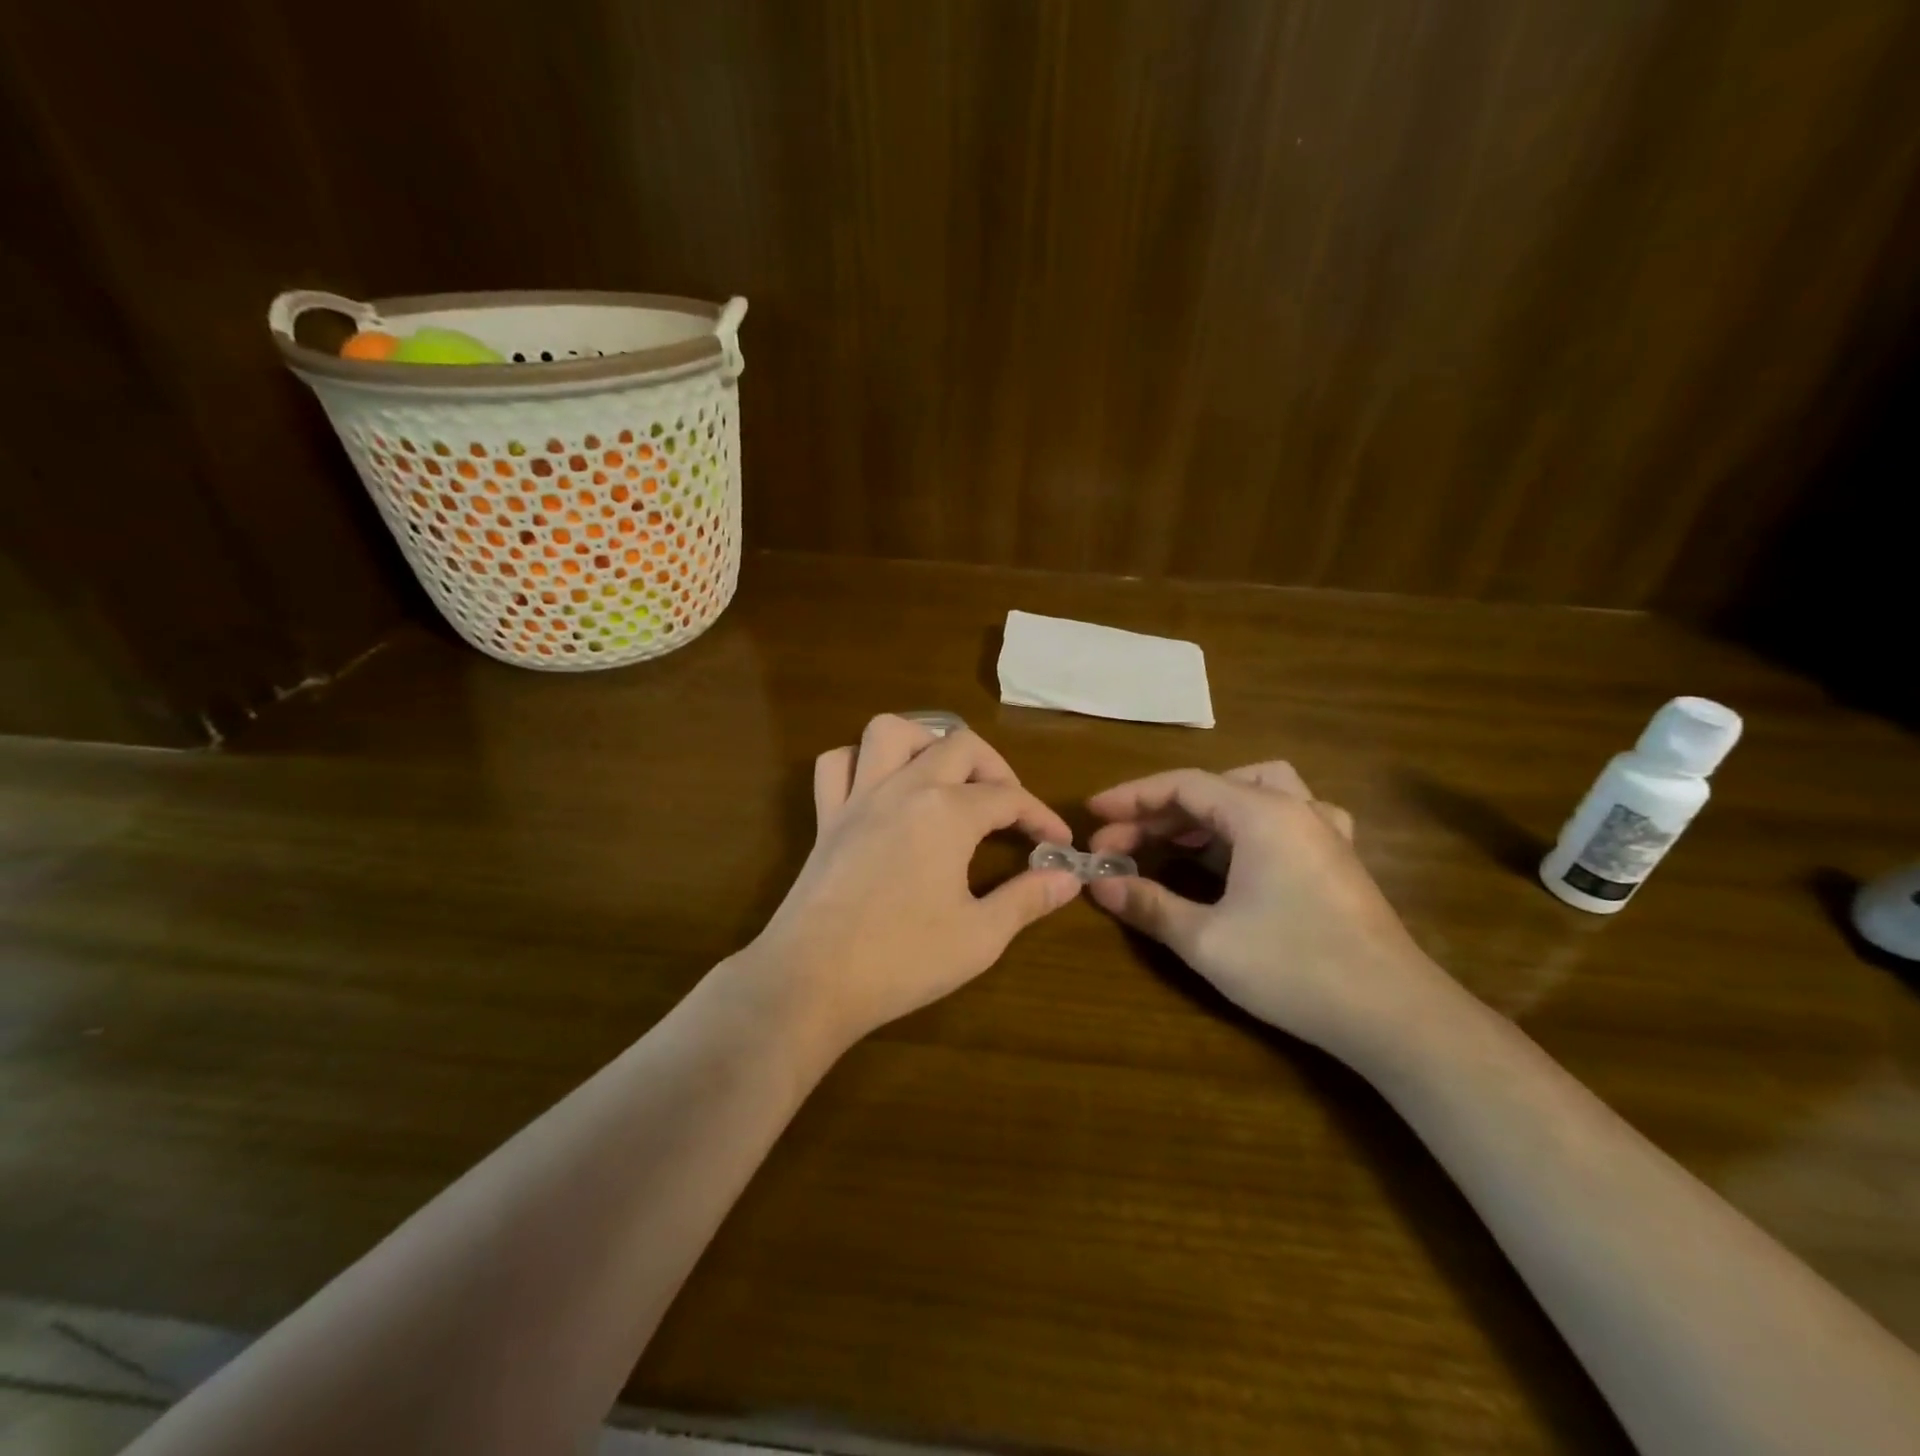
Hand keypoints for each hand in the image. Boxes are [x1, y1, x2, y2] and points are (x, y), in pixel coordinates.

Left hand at [747, 715, 1080, 1050]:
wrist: (812, 980)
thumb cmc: (903, 960)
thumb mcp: (980, 936)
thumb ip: (1027, 899)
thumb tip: (1069, 878)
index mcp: (948, 812)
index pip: (1009, 797)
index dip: (1041, 817)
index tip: (1059, 844)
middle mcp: (904, 787)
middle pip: (960, 745)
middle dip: (995, 769)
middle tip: (1008, 808)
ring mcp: (859, 797)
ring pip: (890, 732)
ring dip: (925, 742)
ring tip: (944, 777)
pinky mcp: (827, 818)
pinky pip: (837, 765)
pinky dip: (861, 763)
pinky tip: (881, 789)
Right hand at [1085, 763, 1443, 1052]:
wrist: (1395, 1016)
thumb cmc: (1295, 968)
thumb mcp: (1207, 940)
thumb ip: (1149, 904)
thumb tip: (1100, 884)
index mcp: (1262, 814)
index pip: (1183, 784)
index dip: (1131, 797)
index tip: (1093, 815)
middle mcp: (1295, 808)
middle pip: (1213, 788)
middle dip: (1160, 812)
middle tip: (1120, 845)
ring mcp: (1322, 831)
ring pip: (1252, 793)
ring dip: (1204, 811)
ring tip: (1171, 840)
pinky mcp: (1337, 858)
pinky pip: (1284, 815)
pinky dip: (1246, 822)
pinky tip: (1238, 852)